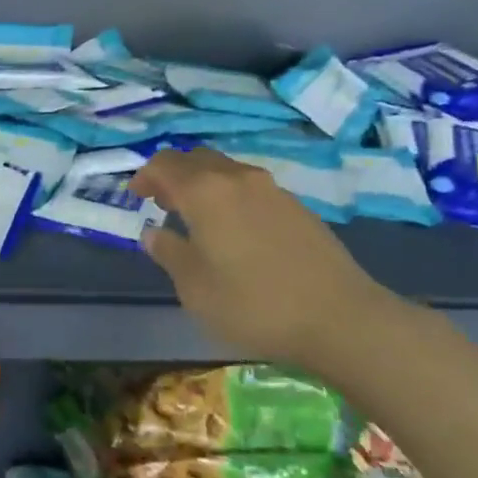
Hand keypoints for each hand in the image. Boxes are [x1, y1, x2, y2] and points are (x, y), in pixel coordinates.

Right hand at [130, 147, 390, 365]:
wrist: (341, 318)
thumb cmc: (254, 304)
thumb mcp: (195, 288)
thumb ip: (169, 253)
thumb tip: (154, 233)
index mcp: (204, 191)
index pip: (164, 164)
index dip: (145, 176)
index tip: (136, 197)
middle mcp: (236, 178)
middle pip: (195, 159)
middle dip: (173, 175)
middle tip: (163, 203)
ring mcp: (271, 189)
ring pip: (225, 171)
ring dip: (204, 184)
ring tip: (198, 218)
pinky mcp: (297, 206)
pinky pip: (250, 188)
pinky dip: (231, 196)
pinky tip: (236, 231)